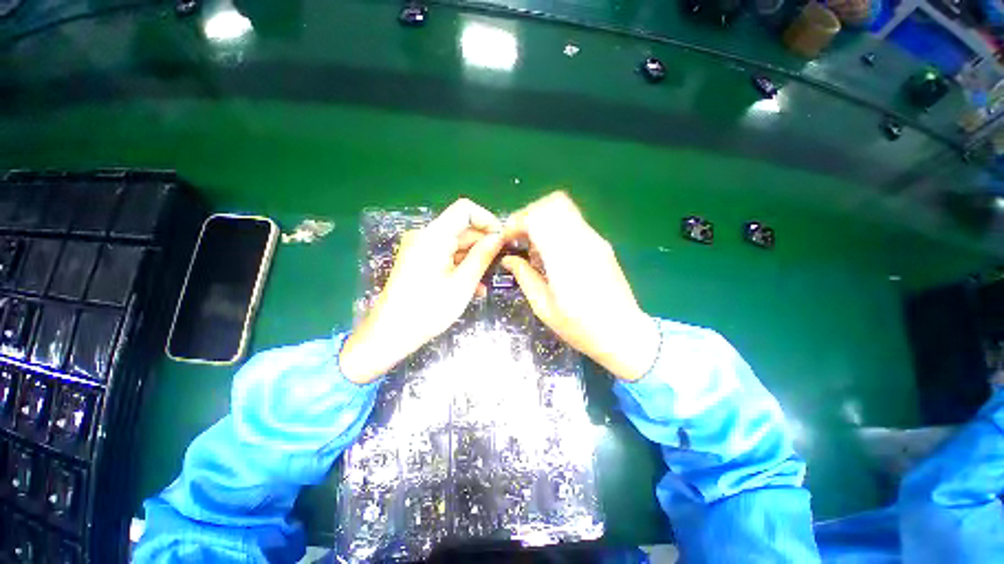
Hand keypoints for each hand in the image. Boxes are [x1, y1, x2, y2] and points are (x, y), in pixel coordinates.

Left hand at [339, 199, 504, 383]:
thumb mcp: (462, 284)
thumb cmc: (428, 309)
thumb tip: (498, 237)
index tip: (501, 241)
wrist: (391, 333)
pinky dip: (461, 267)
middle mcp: (425, 236)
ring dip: (474, 260)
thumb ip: (482, 256)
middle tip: (500, 266)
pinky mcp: (420, 261)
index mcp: (434, 236)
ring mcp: (421, 249)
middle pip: (462, 229)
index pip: (465, 209)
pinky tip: (474, 287)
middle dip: (483, 245)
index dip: (487, 220)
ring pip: (456, 245)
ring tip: (488, 282)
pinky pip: (446, 256)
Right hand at [501, 192, 659, 380]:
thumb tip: (508, 259)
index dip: (517, 222)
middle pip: (552, 204)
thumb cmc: (580, 327)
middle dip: (529, 215)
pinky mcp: (601, 243)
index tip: (507, 238)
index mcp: (565, 258)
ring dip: (543, 219)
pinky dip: (556, 226)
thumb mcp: (544, 307)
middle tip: (519, 238)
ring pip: (565, 208)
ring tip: (534, 246)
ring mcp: (595, 240)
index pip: (538, 218)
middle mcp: (582, 241)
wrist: (623, 333)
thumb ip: (524, 276)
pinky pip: (573, 221)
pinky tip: (552, 252)